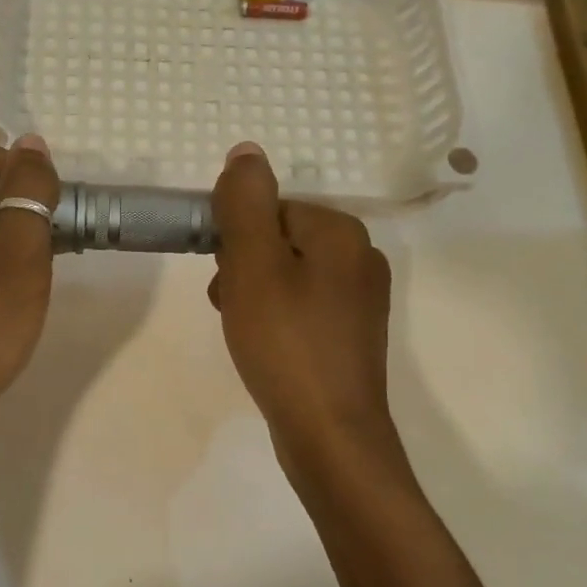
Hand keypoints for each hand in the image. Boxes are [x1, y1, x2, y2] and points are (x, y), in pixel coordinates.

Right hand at [207, 143, 403, 481]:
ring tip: (243, 331)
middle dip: (244, 268)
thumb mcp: (253, 265)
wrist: (330, 435)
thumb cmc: (285, 342)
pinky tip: (264, 348)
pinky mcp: (352, 335)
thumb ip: (245, 204)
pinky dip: (276, 319)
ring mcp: (361, 300)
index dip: (236, 241)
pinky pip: (302, 307)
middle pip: (279, 241)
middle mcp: (360, 257)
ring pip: (288, 275)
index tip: (226, 278)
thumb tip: (247, 151)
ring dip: (254, 294)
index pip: (271, 210)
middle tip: (232, 307)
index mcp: (341, 232)